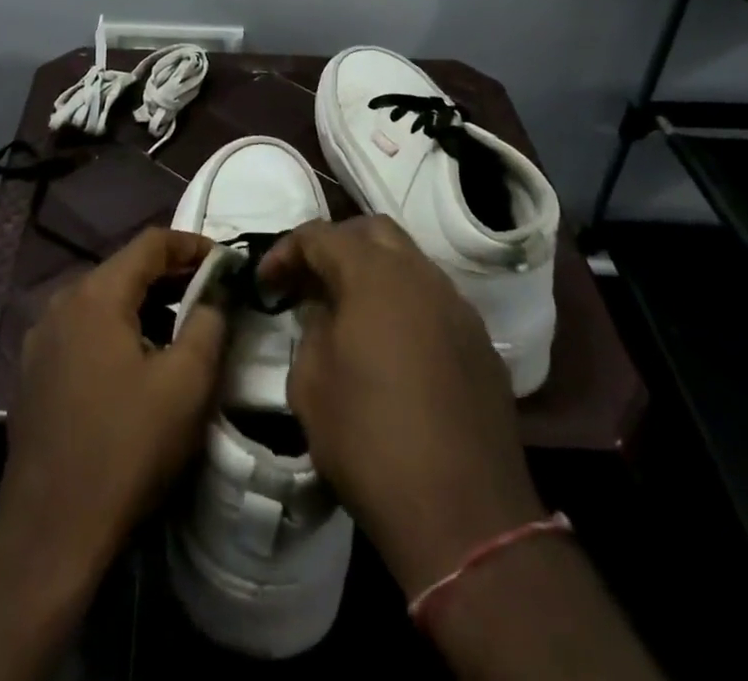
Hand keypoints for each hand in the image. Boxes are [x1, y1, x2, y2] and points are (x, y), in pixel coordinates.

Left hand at [0, 226, 226, 573]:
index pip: (151, 242)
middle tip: (211, 293)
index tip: (226, 261)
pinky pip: (83, 329)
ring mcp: (41, 338)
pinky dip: (117, 329)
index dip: (192, 244)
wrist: (50, 530)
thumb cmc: (126, 447)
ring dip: (144, 304)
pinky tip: (137, 361)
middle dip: (171, 275)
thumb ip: (208, 324)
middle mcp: (61, 302)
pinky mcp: (34, 371)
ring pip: (102, 300)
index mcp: (96, 294)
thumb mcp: (186, 383)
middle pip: (124, 268)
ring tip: (180, 327)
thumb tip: (215, 295)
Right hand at [260, 217, 546, 596]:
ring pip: (409, 262)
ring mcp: (458, 307)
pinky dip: (405, 305)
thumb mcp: (310, 385)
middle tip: (310, 282)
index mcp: (374, 276)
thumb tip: (326, 314)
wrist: (464, 515)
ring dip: (374, 273)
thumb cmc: (370, 442)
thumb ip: (312, 330)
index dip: (286, 252)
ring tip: (349, 312)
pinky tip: (392, 346)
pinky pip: (434, 301)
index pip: (321, 236)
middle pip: (372, 232)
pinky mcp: (481, 343)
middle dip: (335, 246)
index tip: (265, 283)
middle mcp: (421, 276)